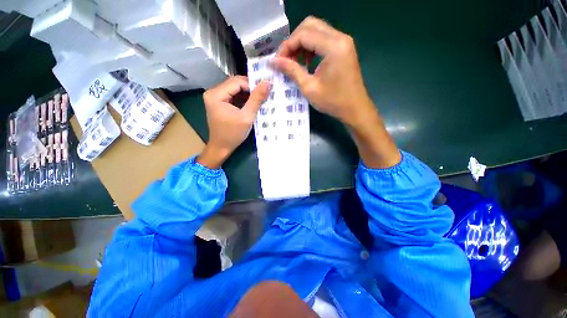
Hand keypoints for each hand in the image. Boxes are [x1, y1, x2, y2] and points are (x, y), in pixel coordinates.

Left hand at [198, 76, 269, 168]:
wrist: (222, 147)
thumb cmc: (233, 134)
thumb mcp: (247, 117)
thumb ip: (257, 99)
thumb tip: (267, 83)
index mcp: (216, 94)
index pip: (237, 82)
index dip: (252, 85)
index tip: (265, 93)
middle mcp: (212, 92)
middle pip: (235, 83)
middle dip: (250, 89)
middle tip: (263, 95)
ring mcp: (215, 97)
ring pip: (235, 88)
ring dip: (247, 93)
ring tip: (259, 100)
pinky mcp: (218, 102)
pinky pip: (233, 95)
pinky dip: (243, 98)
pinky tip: (250, 103)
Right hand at [272, 16, 400, 167]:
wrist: (354, 109)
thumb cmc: (333, 102)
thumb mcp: (309, 88)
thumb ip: (292, 71)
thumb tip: (274, 62)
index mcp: (333, 46)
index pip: (304, 34)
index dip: (287, 46)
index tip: (278, 61)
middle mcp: (340, 37)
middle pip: (310, 25)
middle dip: (294, 41)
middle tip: (286, 59)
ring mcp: (344, 41)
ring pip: (317, 30)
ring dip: (302, 43)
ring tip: (294, 61)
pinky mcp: (344, 48)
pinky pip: (324, 39)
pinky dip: (311, 47)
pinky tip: (306, 62)